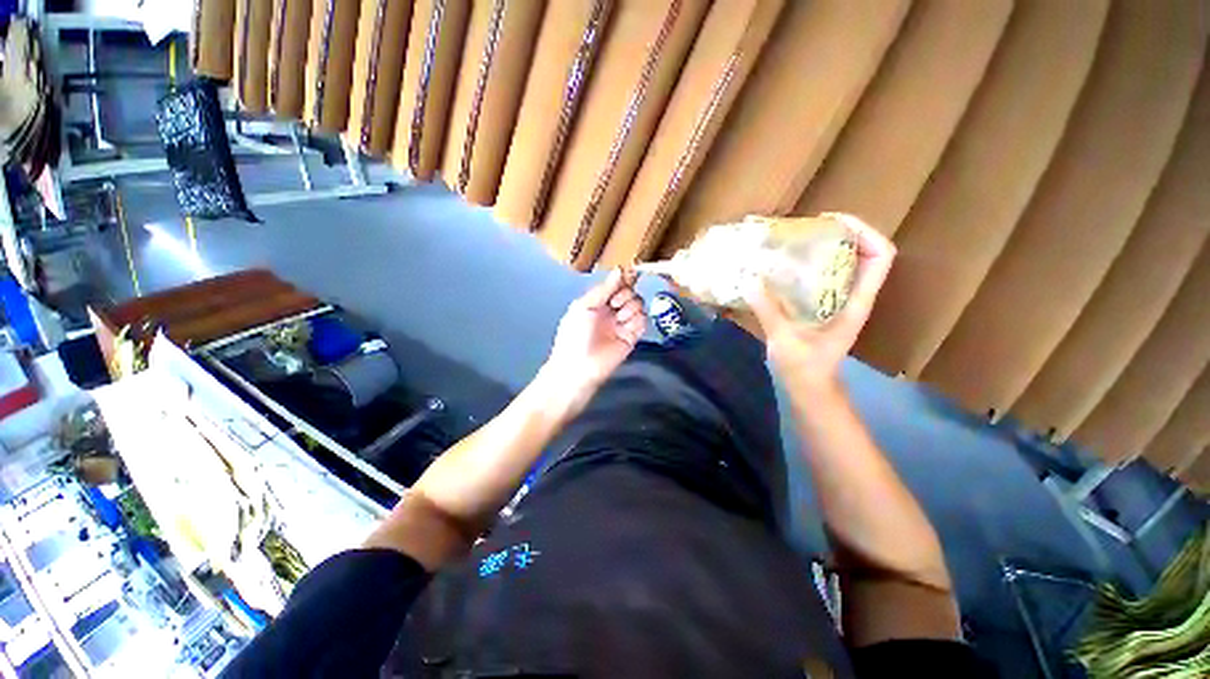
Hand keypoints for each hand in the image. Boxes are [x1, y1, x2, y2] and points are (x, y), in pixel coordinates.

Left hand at [544, 267, 645, 403]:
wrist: (579, 366)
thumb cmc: (575, 334)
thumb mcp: (584, 306)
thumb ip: (603, 289)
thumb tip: (620, 270)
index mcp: (597, 301)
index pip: (616, 284)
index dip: (623, 279)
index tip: (629, 274)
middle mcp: (611, 310)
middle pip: (630, 292)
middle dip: (626, 294)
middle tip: (615, 304)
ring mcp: (622, 323)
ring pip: (638, 305)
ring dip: (631, 307)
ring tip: (619, 318)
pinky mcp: (632, 337)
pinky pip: (642, 321)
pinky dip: (637, 320)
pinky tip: (626, 326)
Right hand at [745, 214, 895, 390]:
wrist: (810, 388)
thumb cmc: (805, 369)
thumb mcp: (785, 340)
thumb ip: (769, 311)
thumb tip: (751, 280)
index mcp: (856, 303)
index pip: (880, 257)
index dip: (865, 232)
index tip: (832, 222)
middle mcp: (854, 297)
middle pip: (865, 253)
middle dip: (842, 233)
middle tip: (808, 228)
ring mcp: (841, 301)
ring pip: (847, 263)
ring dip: (828, 247)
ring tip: (797, 241)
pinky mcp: (825, 307)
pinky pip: (826, 276)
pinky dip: (813, 264)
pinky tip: (787, 265)